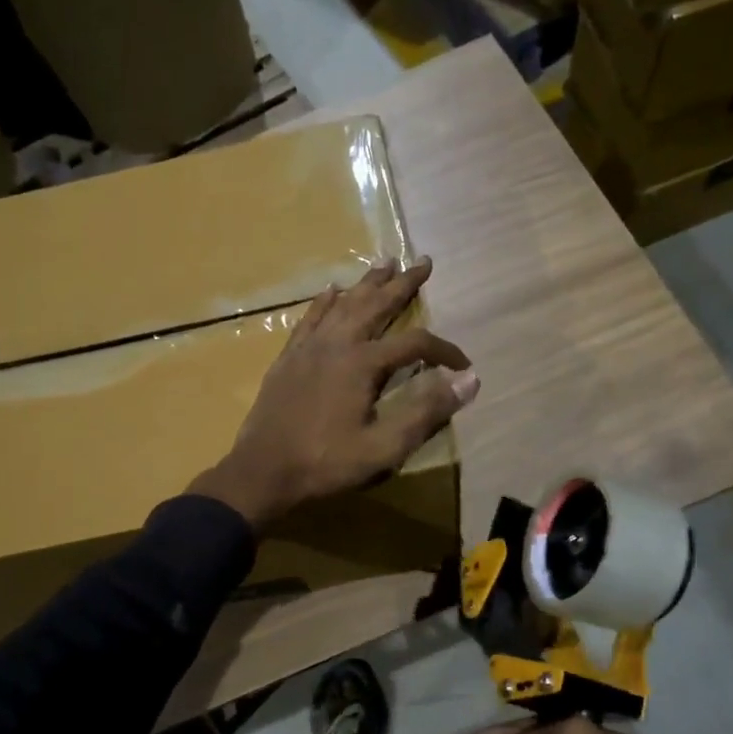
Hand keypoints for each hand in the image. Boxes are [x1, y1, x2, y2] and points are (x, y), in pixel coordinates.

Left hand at [190, 257, 478, 531]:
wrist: (263, 470)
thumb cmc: (326, 463)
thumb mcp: (384, 447)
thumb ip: (426, 412)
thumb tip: (469, 380)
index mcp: (362, 364)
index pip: (414, 344)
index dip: (443, 351)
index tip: (463, 365)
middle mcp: (336, 344)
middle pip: (376, 306)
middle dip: (402, 284)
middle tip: (423, 262)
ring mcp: (308, 348)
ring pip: (343, 305)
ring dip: (366, 284)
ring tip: (384, 262)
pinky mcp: (288, 358)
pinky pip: (310, 319)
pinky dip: (324, 302)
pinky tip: (331, 290)